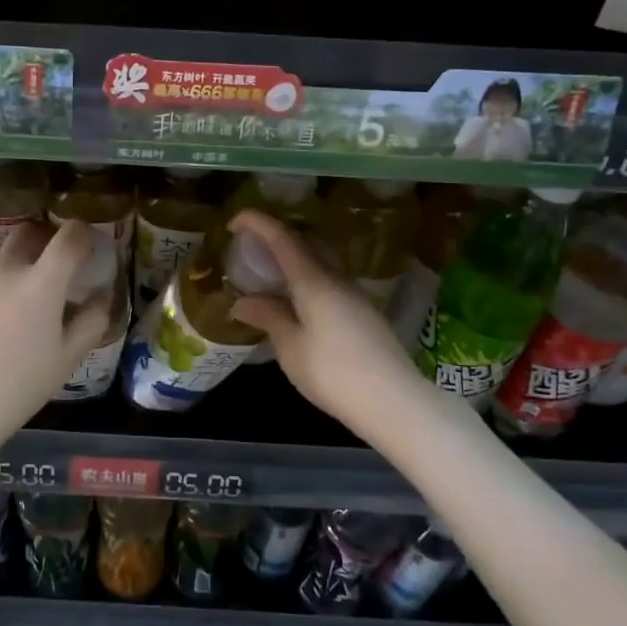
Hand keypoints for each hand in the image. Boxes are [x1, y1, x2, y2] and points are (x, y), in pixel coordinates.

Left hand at [0, 219, 113, 446]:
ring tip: (28, 304)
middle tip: (59, 264)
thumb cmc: (19, 385)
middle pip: (29, 232)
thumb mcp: (67, 358)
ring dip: (22, 267)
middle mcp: (8, 270)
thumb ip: (92, 321)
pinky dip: (1, 288)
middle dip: (47, 238)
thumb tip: (102, 295)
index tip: (91, 243)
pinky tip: (0, 322)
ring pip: (6, 259)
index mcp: (42, 282)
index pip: (69, 236)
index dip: (85, 232)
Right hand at [228, 209, 436, 439]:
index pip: (282, 237)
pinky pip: (328, 283)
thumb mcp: (291, 347)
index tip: (232, 223)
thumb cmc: (333, 373)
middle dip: (274, 239)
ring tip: (268, 279)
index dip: (257, 223)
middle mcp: (336, 279)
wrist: (394, 402)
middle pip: (304, 244)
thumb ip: (268, 317)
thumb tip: (242, 303)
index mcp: (314, 281)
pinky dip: (305, 281)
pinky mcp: (363, 314)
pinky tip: (295, 304)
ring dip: (291, 261)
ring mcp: (354, 295)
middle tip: (248, 252)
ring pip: (318, 264)